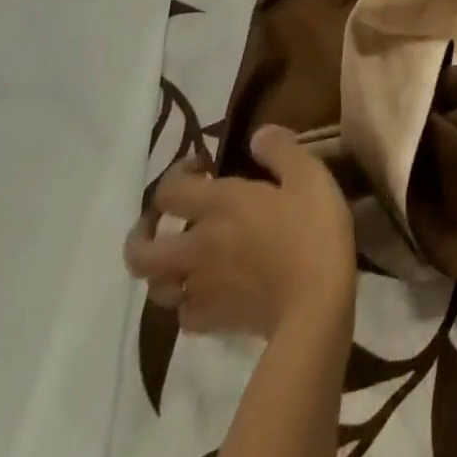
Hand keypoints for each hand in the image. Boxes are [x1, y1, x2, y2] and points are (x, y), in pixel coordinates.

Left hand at [124, 126, 356, 336]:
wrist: (315, 304)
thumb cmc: (313, 230)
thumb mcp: (309, 175)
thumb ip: (280, 149)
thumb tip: (257, 135)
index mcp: (220, 206)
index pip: (170, 191)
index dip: (176, 175)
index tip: (200, 166)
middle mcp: (198, 247)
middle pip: (141, 252)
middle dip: (142, 234)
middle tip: (160, 221)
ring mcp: (201, 289)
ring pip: (156, 287)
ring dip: (162, 270)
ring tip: (181, 259)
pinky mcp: (213, 321)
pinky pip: (184, 312)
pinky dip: (187, 300)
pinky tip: (206, 291)